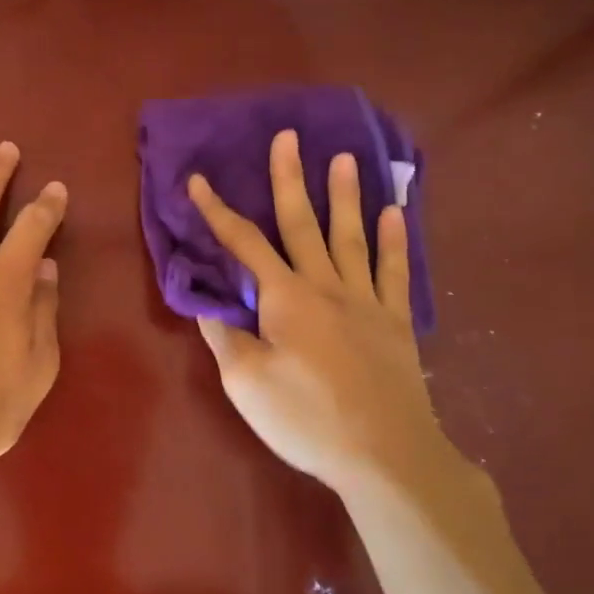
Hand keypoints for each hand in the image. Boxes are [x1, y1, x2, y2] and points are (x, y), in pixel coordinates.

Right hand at [190, 129, 475, 501]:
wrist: (386, 456)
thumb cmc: (307, 419)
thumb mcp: (247, 384)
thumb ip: (226, 338)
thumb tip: (208, 305)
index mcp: (285, 298)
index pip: (243, 244)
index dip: (217, 211)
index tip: (198, 180)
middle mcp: (326, 286)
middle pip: (302, 224)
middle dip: (289, 179)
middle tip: (289, 136)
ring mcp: (366, 301)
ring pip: (351, 237)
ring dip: (345, 195)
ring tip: (343, 158)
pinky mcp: (395, 322)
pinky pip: (395, 272)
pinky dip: (394, 241)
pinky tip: (395, 212)